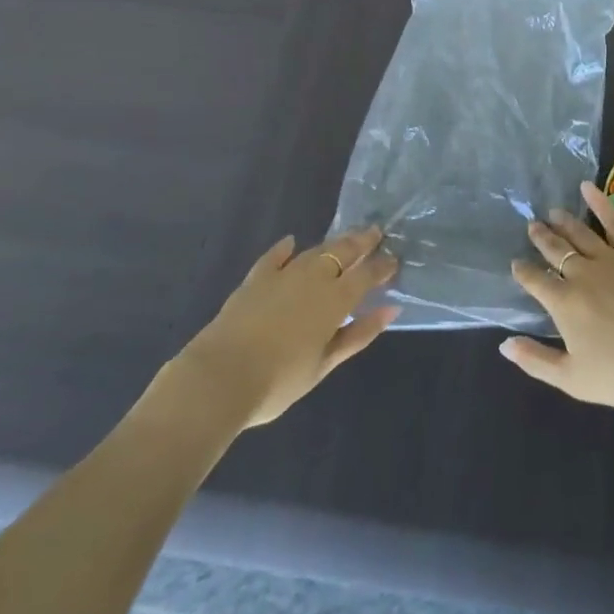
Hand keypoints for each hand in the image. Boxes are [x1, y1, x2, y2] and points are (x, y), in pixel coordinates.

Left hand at [165, 227, 399, 432]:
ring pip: (314, 251)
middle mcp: (314, 278)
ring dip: (333, 243)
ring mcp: (283, 275)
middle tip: (376, 232)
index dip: (383, 265)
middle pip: (344, 251)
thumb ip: (359, 334)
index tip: (395, 260)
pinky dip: (284, 248)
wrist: (218, 379)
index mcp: (336, 299)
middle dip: (363, 241)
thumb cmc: (279, 380)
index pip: (368, 273)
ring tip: (345, 238)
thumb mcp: (325, 364)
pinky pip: (274, 257)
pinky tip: (290, 242)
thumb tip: (391, 309)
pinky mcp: (255, 280)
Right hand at [499, 181, 613, 429]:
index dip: (524, 271)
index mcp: (563, 304)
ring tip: (553, 211)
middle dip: (541, 237)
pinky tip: (586, 188)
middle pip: (556, 250)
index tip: (516, 263)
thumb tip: (504, 343)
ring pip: (580, 233)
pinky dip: (599, 202)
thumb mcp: (572, 380)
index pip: (536, 281)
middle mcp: (581, 273)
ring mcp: (610, 258)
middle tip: (532, 225)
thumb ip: (535, 360)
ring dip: (564, 221)